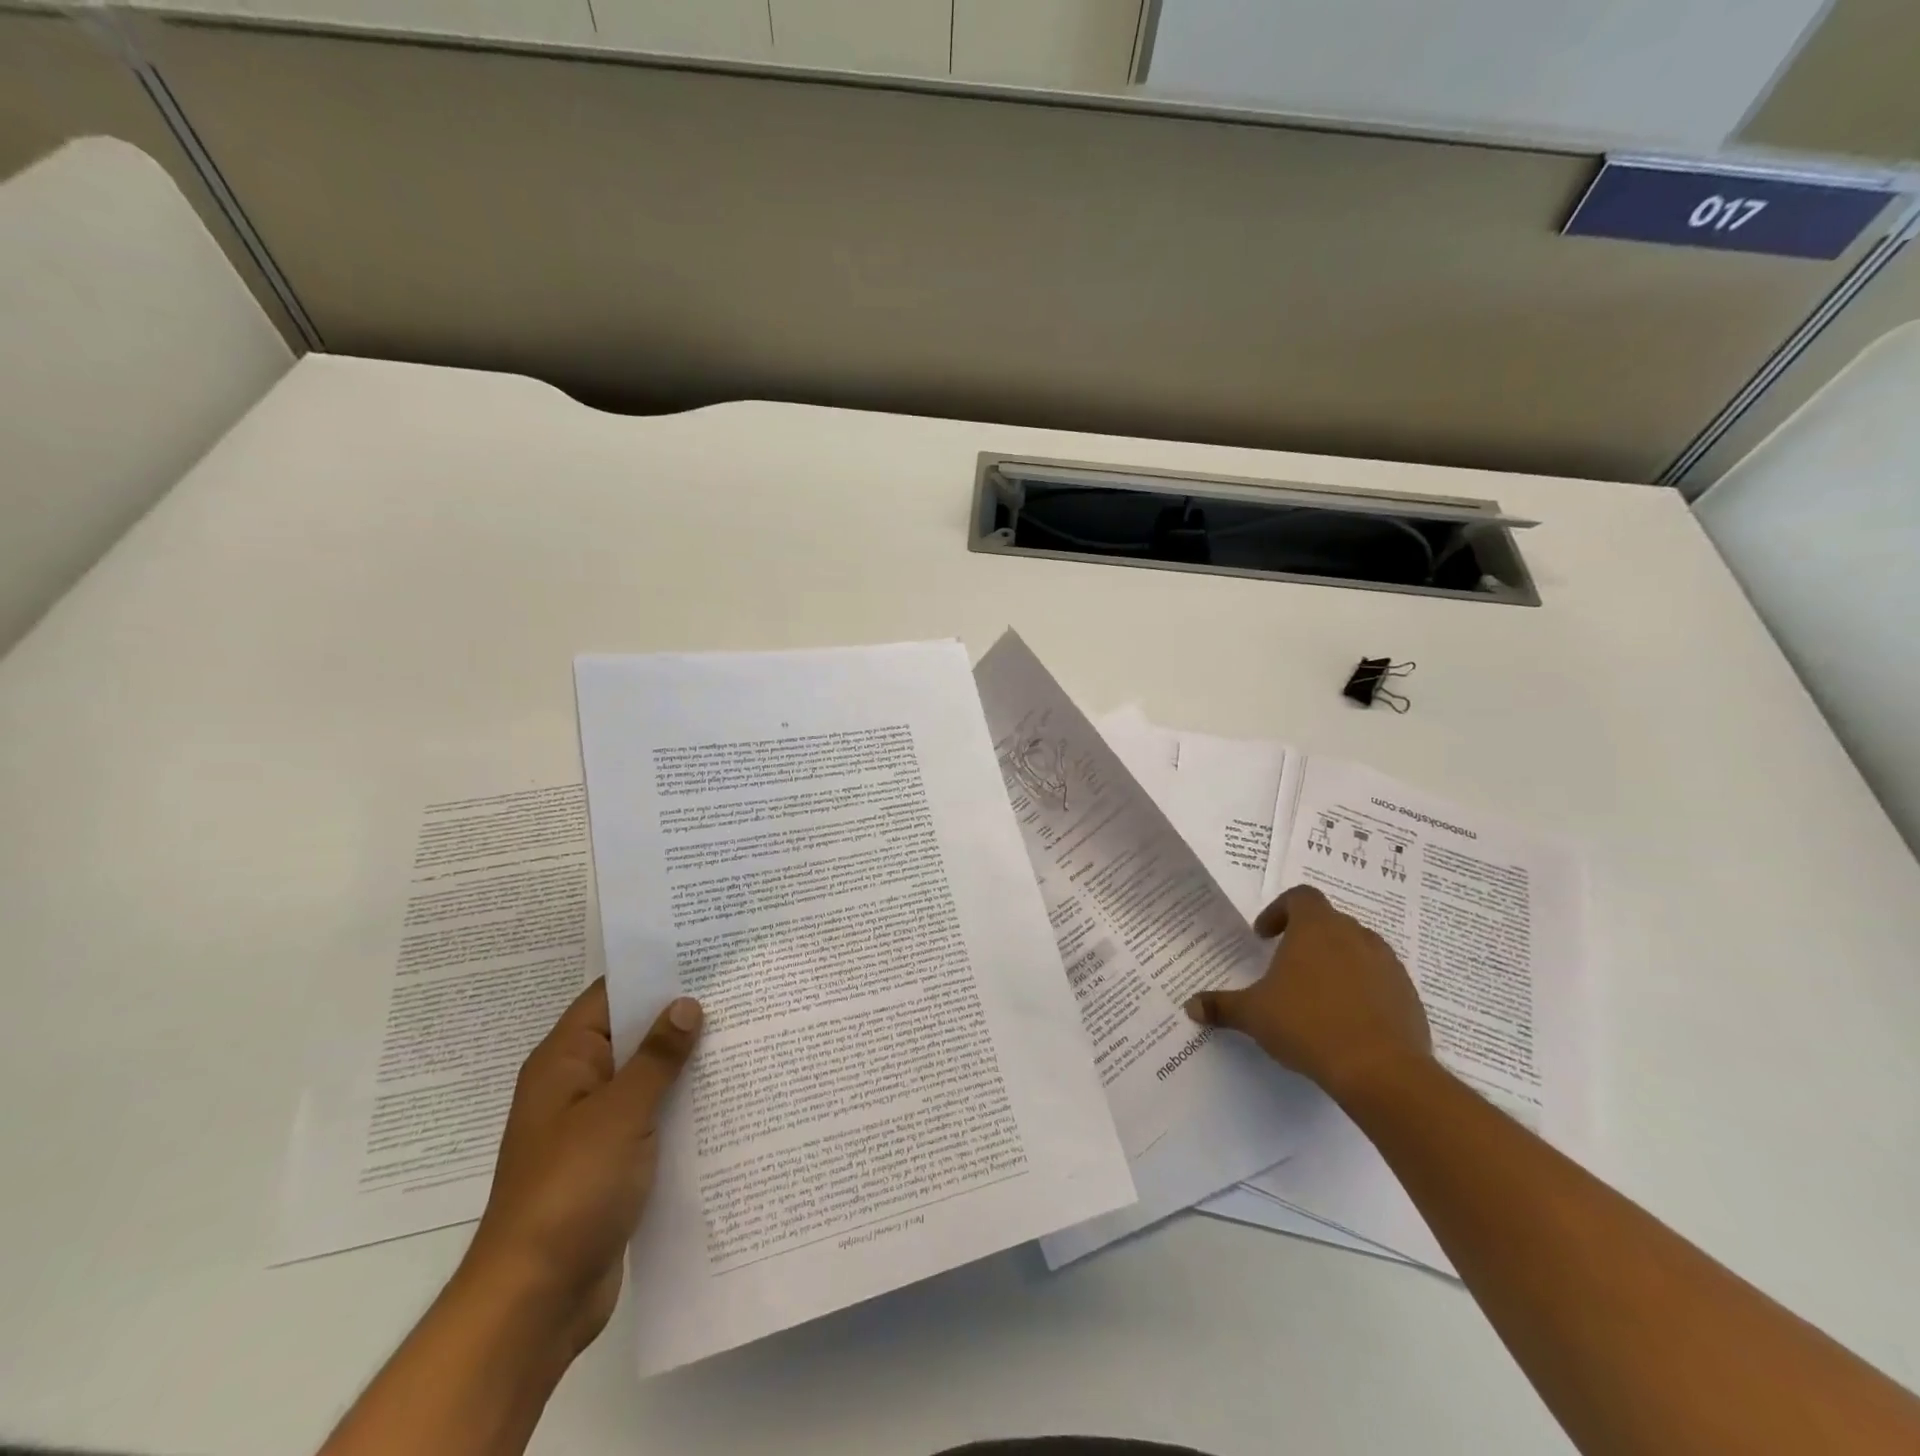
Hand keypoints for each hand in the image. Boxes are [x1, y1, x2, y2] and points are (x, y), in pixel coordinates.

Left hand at [459, 980, 702, 1356]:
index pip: (609, 995)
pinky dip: (682, 1103)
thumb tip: (686, 1003)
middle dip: (679, 1015)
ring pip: (647, 1076)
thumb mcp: (620, 1114)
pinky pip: (653, 1115)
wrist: (536, 1300)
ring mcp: (595, 1124)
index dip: (652, 971)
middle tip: (737, 990)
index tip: (703, 953)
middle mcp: (577, 1085)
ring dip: (686, 1062)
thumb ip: (657, 1057)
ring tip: (744, 1033)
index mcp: (565, 1061)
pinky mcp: (614, 1160)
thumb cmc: (569, 1191)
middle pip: (632, 1033)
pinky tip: (727, 1094)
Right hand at [1185, 884, 1431, 1103]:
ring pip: (1357, 950)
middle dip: (1306, 939)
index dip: (1279, 911)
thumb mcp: (1253, 1014)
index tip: (1264, 937)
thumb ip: (1222, 1005)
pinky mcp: (1408, 996)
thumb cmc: (1307, 1024)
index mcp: (1316, 928)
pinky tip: (1345, 1021)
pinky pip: (1380, 982)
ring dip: (1336, 963)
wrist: (1380, 1069)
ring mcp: (1387, 965)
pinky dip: (1362, 991)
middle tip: (1285, 965)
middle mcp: (1355, 936)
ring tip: (1316, 995)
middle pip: (1329, 922)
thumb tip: (1191, 1006)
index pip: (1300, 897)